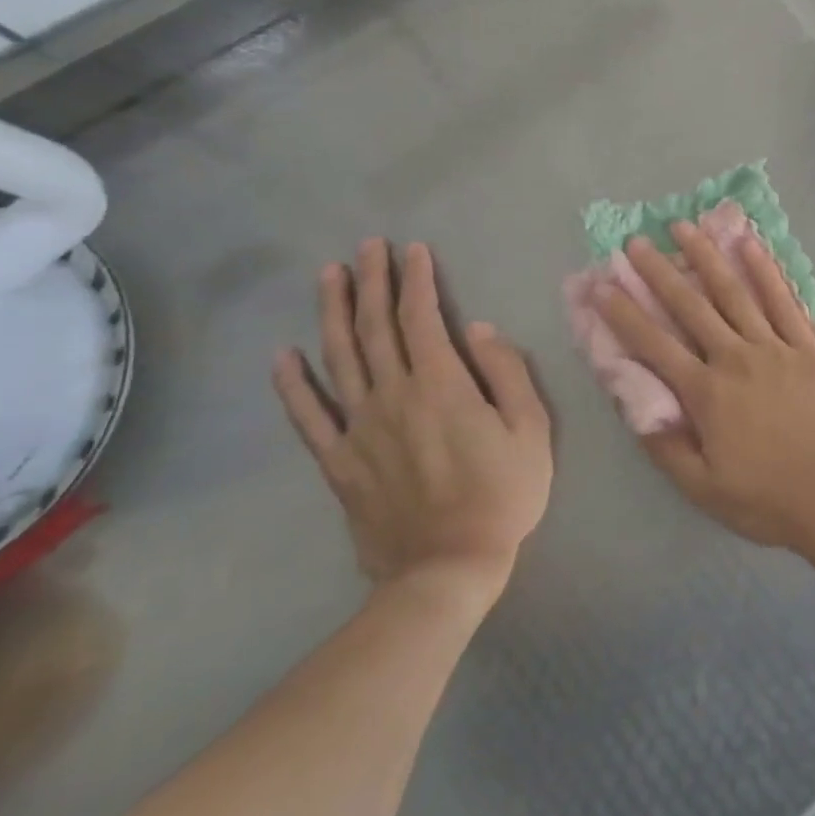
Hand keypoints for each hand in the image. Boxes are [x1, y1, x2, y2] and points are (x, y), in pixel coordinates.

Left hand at [273, 239, 552, 613]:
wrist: (446, 569)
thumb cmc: (502, 494)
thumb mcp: (531, 429)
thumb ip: (508, 373)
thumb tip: (481, 330)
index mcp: (442, 385)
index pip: (423, 319)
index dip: (416, 281)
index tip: (413, 250)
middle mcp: (393, 397)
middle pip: (376, 329)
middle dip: (372, 282)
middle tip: (367, 247)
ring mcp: (359, 429)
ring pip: (339, 359)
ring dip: (333, 313)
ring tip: (329, 276)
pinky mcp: (339, 462)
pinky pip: (308, 417)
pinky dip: (293, 385)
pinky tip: (283, 356)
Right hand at [597, 222, 814, 554]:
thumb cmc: (765, 498)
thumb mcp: (701, 488)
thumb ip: (665, 445)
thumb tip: (634, 407)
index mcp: (706, 393)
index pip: (655, 345)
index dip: (625, 314)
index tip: (602, 285)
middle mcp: (736, 358)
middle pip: (692, 307)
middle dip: (659, 272)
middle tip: (636, 242)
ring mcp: (775, 346)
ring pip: (735, 293)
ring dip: (708, 258)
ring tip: (686, 227)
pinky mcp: (808, 345)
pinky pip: (784, 300)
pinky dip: (765, 271)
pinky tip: (749, 244)